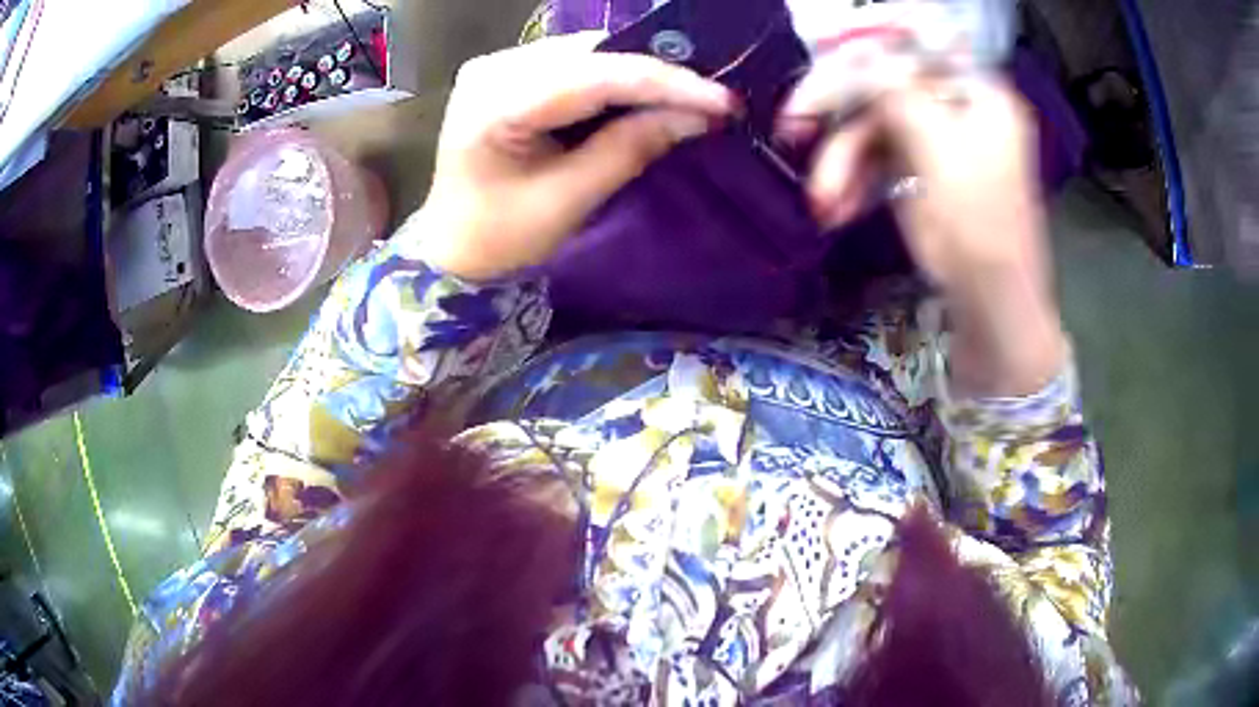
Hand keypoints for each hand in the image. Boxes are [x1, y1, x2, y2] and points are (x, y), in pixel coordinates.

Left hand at [411, 33, 735, 280]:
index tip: (723, 101)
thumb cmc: (501, 237)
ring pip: (588, 53)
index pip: (593, 77)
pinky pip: (575, 62)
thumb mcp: (569, 200)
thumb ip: (630, 148)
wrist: (454, 247)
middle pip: (591, 54)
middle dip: (657, 74)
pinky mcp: (508, 71)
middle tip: (711, 98)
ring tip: (686, 97)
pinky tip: (644, 95)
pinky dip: (614, 77)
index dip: (665, 84)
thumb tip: (698, 117)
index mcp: (494, 104)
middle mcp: (492, 68)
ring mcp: (497, 65)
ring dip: (639, 73)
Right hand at [780, 59, 1066, 395]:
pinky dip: (855, 182)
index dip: (866, 51)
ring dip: (841, 163)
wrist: (992, 308)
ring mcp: (940, 140)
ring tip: (823, 203)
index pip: (914, 50)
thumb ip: (901, 95)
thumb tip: (861, 53)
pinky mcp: (922, 171)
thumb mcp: (941, 154)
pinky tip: (837, 209)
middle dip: (840, 119)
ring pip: (875, 129)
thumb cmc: (980, 231)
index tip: (819, 59)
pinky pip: (879, 160)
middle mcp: (958, 108)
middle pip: (886, 89)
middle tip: (790, 129)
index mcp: (978, 95)